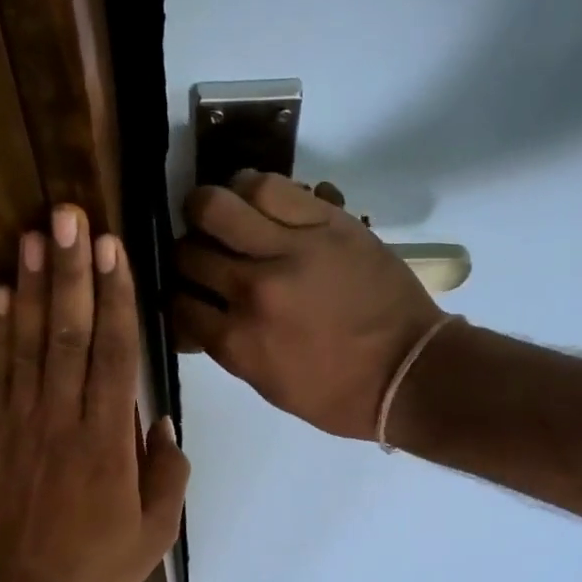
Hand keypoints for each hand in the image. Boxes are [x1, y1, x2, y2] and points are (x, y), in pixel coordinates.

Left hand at [0, 205, 188, 581]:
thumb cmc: (96, 567)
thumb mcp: (154, 533)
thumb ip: (167, 474)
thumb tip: (163, 422)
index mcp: (107, 443)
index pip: (113, 356)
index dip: (115, 299)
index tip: (114, 250)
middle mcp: (62, 421)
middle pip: (67, 335)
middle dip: (71, 272)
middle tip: (70, 216)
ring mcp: (21, 425)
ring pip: (27, 345)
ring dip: (30, 288)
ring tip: (33, 236)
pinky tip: (0, 295)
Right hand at [172, 172, 445, 439]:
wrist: (406, 372)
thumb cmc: (335, 395)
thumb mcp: (267, 384)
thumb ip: (228, 346)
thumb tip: (200, 316)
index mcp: (237, 342)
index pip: (177, 303)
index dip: (175, 296)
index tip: (186, 293)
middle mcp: (252, 290)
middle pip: (188, 252)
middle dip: (186, 254)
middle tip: (201, 256)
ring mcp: (289, 251)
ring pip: (219, 205)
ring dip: (210, 210)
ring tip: (221, 217)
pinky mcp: (326, 223)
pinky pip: (271, 187)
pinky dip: (253, 191)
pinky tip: (255, 201)